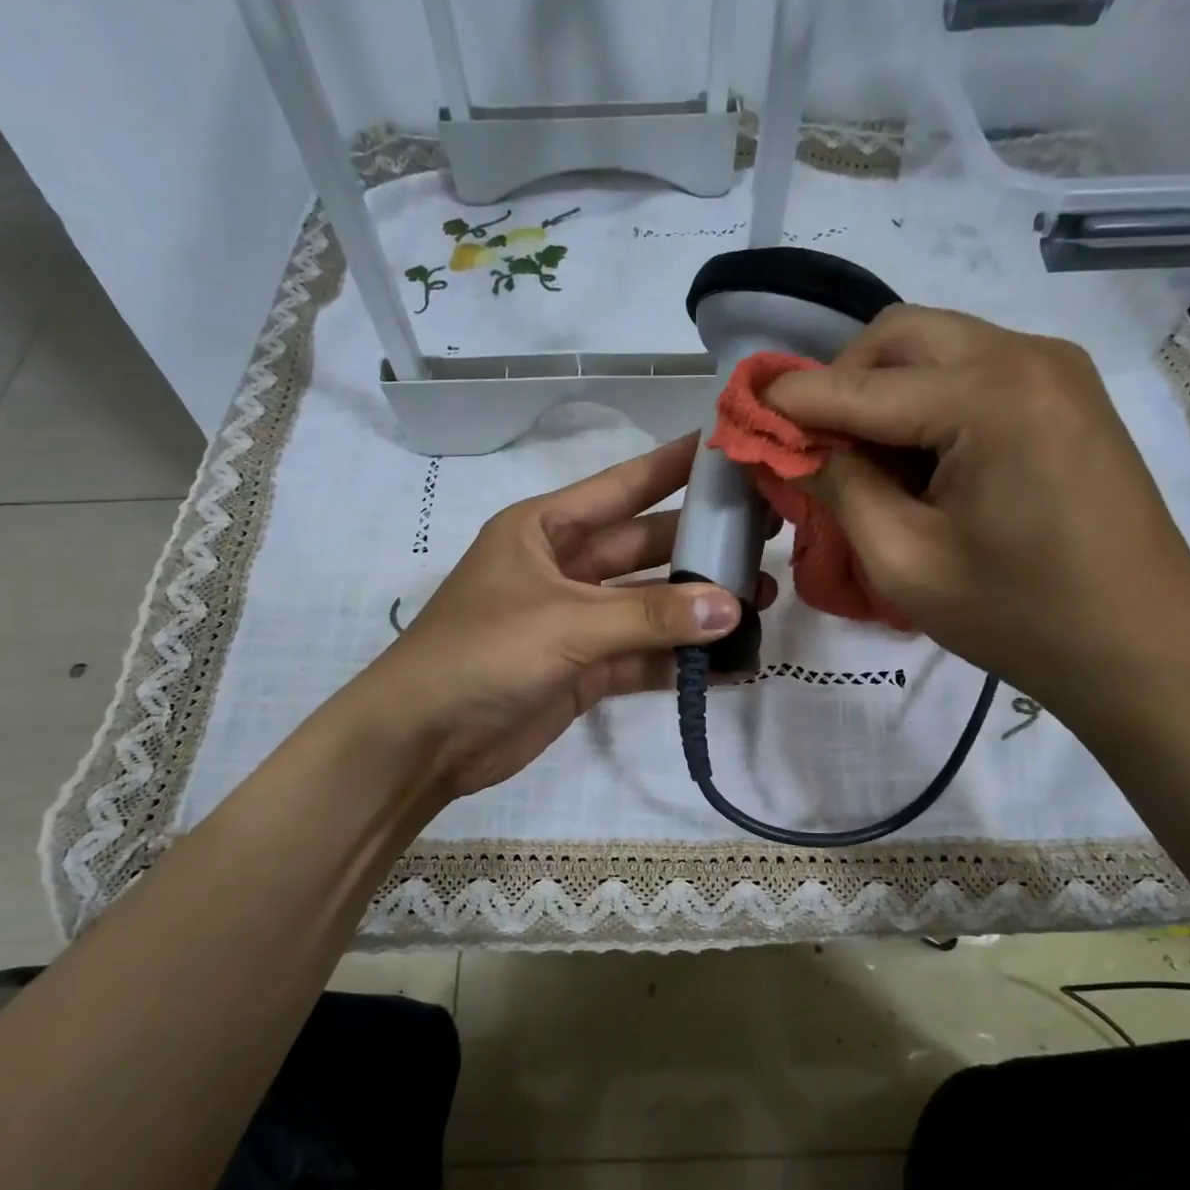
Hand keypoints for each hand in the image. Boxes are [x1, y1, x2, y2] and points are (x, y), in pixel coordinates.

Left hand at [363, 434, 776, 797]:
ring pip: (650, 606)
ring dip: (699, 608)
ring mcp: (576, 622)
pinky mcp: (585, 671)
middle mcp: (564, 568)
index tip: (729, 449)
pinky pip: (643, 657)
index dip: (673, 466)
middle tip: (767, 540)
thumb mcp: (565, 622)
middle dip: (701, 547)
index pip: (622, 487)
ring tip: (763, 601)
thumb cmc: (482, 653)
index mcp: (544, 529)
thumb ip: (649, 615)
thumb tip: (733, 608)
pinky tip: (732, 662)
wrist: (423, 740)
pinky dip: (681, 661)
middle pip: (645, 547)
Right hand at [764, 305, 1189, 735]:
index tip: (738, 415)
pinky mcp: (1066, 395)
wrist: (1142, 648)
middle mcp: (1026, 356)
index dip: (789, 401)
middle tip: (810, 447)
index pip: (857, 385)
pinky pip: (973, 373)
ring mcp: (1055, 370)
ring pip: (936, 349)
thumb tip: (786, 446)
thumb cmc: (1017, 617)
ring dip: (882, 393)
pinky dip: (926, 404)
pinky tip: (918, 463)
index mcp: (988, 397)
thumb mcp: (903, 561)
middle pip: (899, 337)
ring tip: (863, 464)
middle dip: (839, 383)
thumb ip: (837, 488)